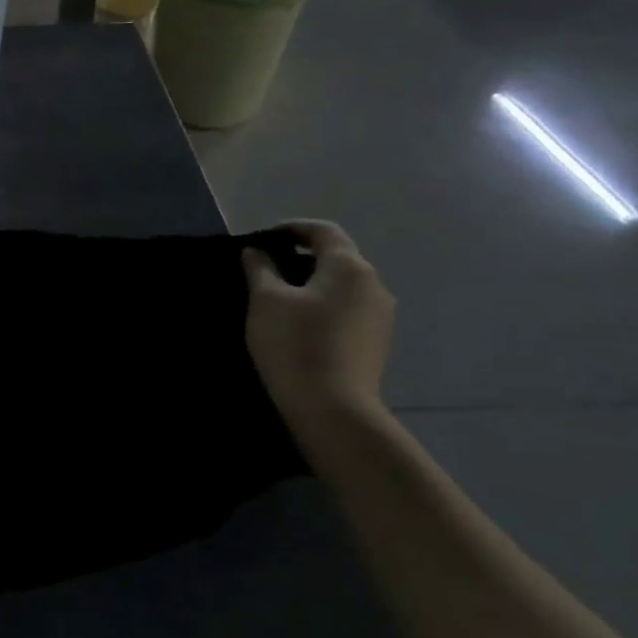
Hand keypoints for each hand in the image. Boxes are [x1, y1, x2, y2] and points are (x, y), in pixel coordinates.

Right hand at [243, 220, 394, 422]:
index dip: (293, 228)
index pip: (324, 231)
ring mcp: (380, 316)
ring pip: (342, 286)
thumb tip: (257, 252)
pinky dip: (323, 307)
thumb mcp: (265, 300)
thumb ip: (260, 269)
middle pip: (337, 258)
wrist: (333, 409)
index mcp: (349, 266)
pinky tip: (299, 326)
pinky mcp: (376, 343)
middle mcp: (373, 285)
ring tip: (278, 300)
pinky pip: (347, 310)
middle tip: (265, 270)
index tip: (264, 238)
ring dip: (312, 284)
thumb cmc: (295, 343)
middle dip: (301, 258)